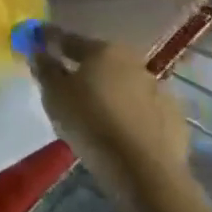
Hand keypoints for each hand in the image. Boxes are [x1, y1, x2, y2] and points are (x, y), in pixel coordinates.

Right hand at [30, 25, 189, 208]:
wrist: (145, 171)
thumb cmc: (91, 124)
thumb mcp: (55, 96)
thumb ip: (45, 69)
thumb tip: (40, 51)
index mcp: (103, 50)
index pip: (69, 39)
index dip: (50, 40)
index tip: (37, 41)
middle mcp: (133, 62)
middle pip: (100, 60)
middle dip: (84, 67)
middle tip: (67, 81)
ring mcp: (158, 89)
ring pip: (124, 84)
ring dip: (110, 91)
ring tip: (95, 110)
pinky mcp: (174, 117)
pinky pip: (143, 109)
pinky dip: (130, 113)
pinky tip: (120, 129)